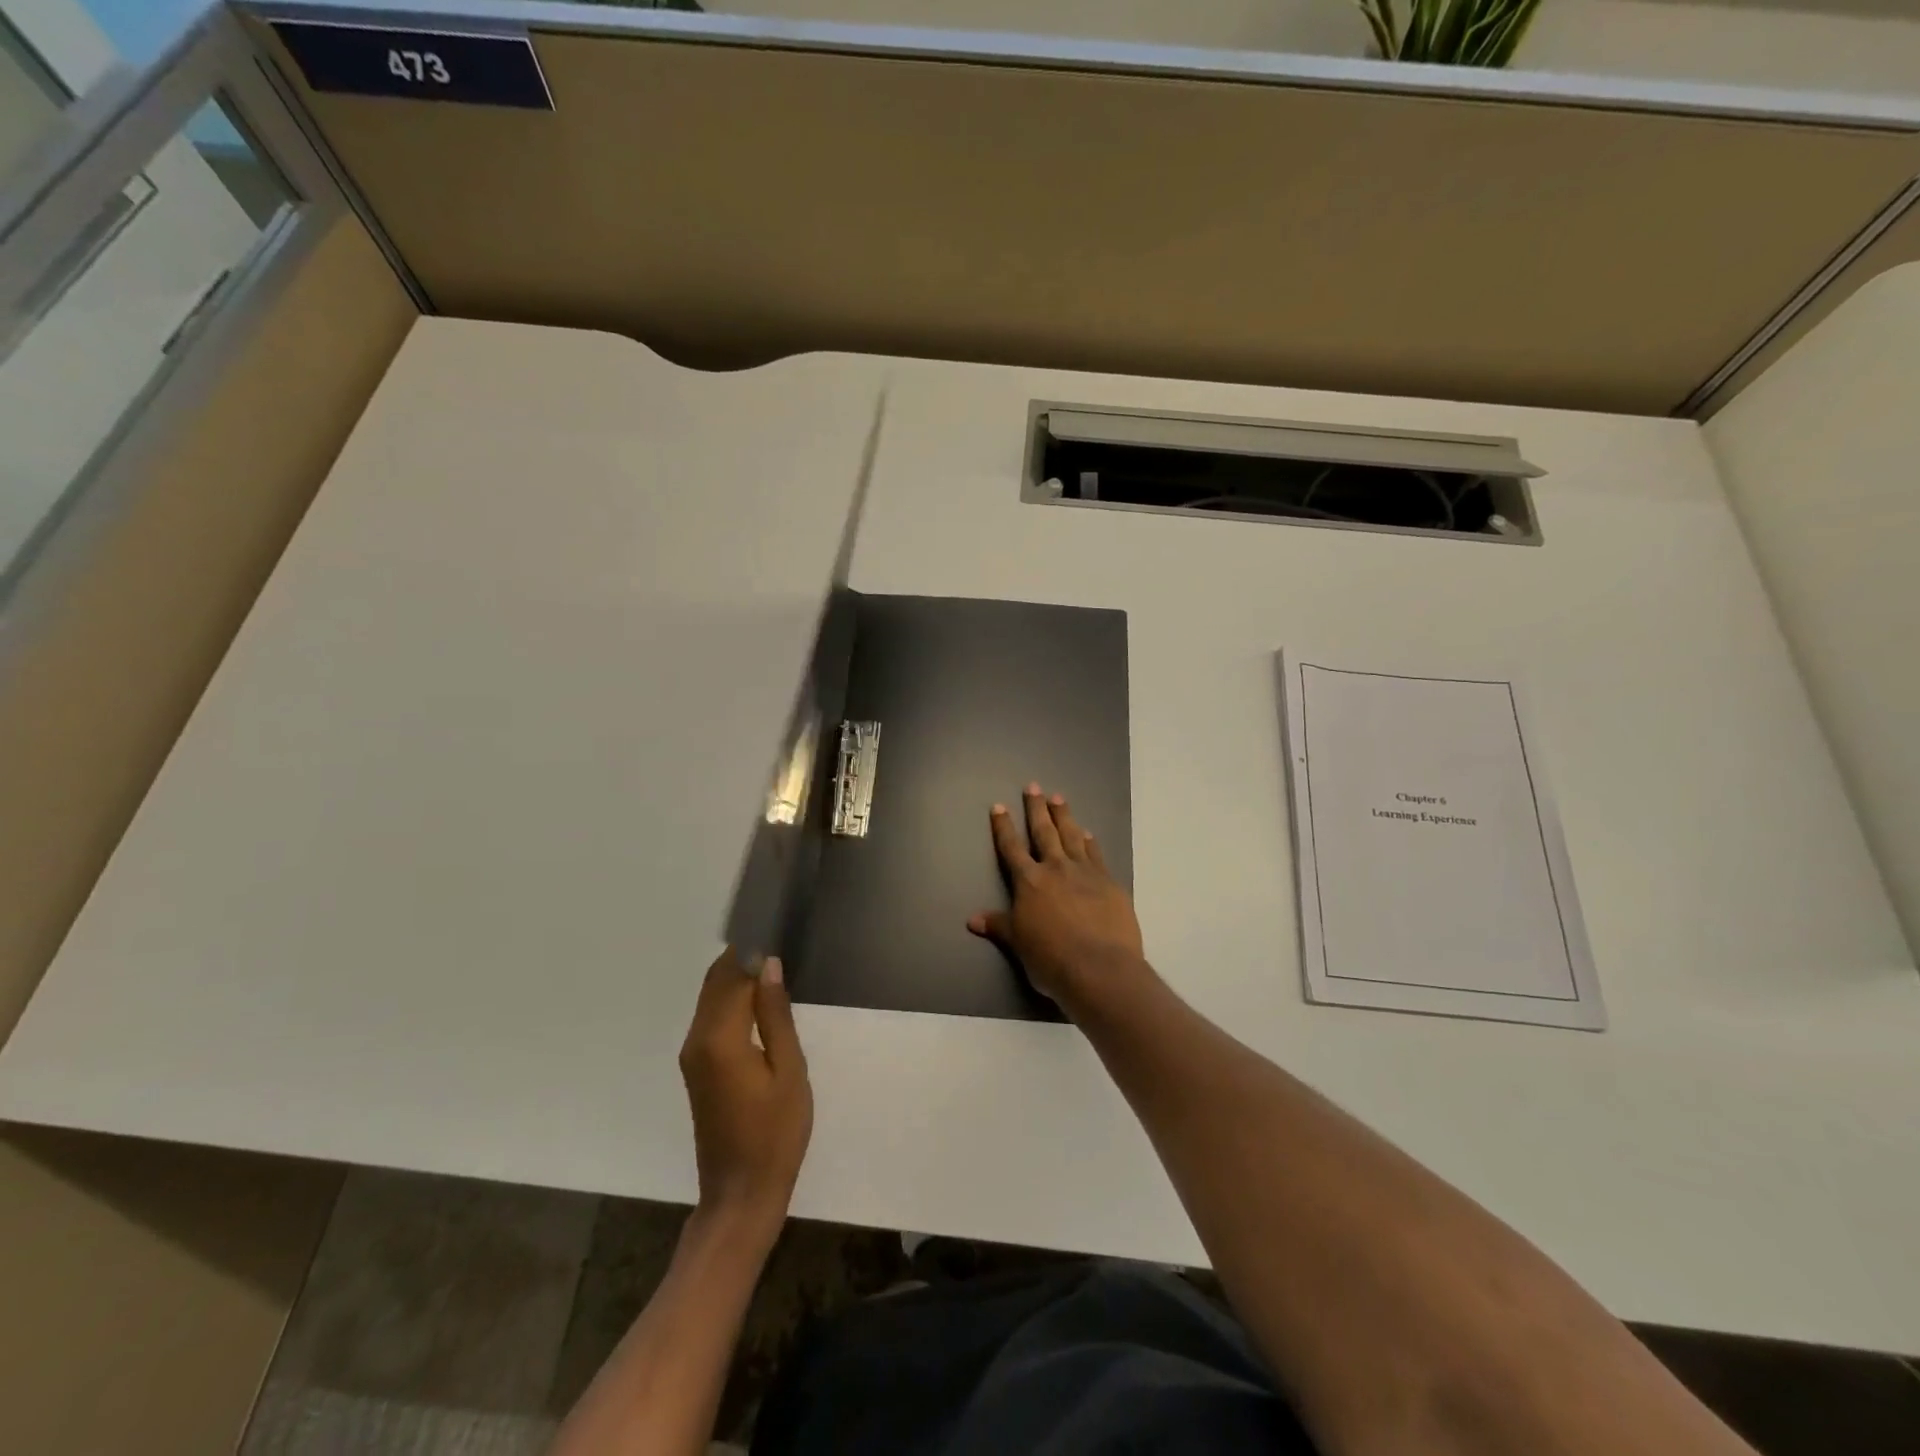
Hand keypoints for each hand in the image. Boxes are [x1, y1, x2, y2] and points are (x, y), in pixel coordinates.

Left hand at [678, 948, 812, 1248]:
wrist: (741, 1194)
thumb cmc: (776, 1134)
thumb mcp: (789, 1071)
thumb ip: (776, 1015)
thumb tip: (768, 965)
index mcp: (719, 1038)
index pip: (731, 974)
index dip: (751, 947)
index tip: (775, 922)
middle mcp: (697, 1040)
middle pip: (716, 981)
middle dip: (743, 956)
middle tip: (780, 937)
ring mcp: (693, 1055)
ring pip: (712, 997)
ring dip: (738, 976)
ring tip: (777, 962)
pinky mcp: (698, 1068)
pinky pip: (713, 1017)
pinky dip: (733, 998)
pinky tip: (761, 998)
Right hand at [968, 783, 1145, 1012]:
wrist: (1100, 968)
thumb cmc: (1051, 959)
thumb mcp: (1019, 944)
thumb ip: (999, 926)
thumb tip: (971, 919)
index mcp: (1029, 882)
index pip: (1012, 848)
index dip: (1004, 827)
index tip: (999, 806)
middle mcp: (1056, 869)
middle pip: (1044, 832)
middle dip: (1036, 808)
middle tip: (1034, 786)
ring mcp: (1085, 873)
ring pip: (1072, 836)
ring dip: (1064, 816)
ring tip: (1059, 798)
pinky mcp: (1110, 883)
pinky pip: (1096, 855)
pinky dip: (1090, 842)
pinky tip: (1088, 833)